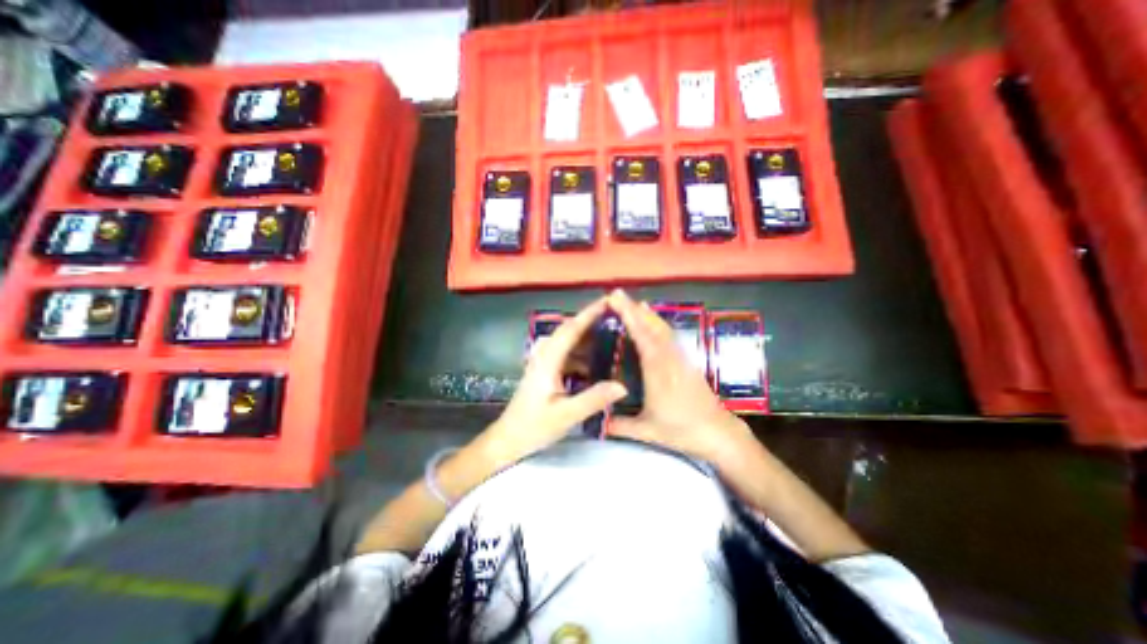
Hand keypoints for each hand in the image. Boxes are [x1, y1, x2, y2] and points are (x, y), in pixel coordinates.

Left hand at [481, 294, 631, 465]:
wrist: (507, 439)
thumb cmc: (533, 426)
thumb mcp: (566, 415)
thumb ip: (593, 399)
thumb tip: (622, 385)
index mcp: (548, 361)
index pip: (570, 330)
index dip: (588, 314)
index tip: (607, 301)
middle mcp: (544, 356)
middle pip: (568, 331)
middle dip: (589, 321)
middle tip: (614, 316)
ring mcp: (543, 363)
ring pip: (566, 342)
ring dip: (586, 338)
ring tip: (609, 337)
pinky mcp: (544, 372)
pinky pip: (565, 355)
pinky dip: (580, 354)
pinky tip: (594, 364)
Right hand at [602, 290, 759, 465]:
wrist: (717, 432)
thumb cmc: (682, 430)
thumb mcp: (647, 431)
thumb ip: (619, 425)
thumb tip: (596, 420)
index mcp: (658, 371)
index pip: (642, 337)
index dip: (629, 316)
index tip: (615, 300)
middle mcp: (669, 358)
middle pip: (652, 326)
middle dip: (634, 308)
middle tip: (617, 295)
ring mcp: (680, 357)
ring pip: (662, 328)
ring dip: (646, 313)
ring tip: (632, 303)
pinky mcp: (686, 360)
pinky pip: (669, 335)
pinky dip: (658, 323)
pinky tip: (653, 321)